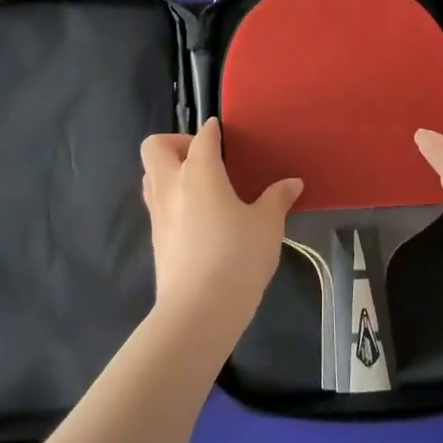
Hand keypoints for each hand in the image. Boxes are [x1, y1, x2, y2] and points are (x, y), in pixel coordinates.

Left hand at [140, 120, 302, 344]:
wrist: (198, 311)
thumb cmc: (237, 257)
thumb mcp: (267, 225)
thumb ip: (277, 199)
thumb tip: (293, 182)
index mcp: (199, 171)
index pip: (202, 137)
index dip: (213, 131)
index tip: (223, 132)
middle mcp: (171, 185)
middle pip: (155, 147)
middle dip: (176, 143)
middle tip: (204, 157)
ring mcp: (158, 213)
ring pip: (150, 175)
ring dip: (168, 170)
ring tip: (200, 185)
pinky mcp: (155, 239)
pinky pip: (156, 204)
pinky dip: (171, 198)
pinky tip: (197, 216)